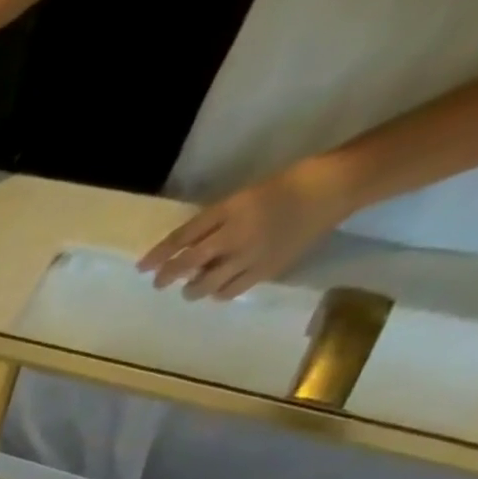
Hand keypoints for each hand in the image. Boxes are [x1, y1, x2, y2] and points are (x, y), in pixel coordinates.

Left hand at [138, 155, 356, 299]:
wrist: (336, 187)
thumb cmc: (288, 185)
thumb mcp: (245, 197)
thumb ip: (215, 222)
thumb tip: (186, 249)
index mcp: (230, 209)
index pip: (183, 236)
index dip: (158, 254)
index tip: (141, 268)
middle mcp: (235, 234)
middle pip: (187, 264)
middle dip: (168, 276)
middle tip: (161, 282)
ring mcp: (250, 255)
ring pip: (204, 285)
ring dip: (192, 289)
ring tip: (192, 287)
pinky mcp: (265, 270)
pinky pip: (229, 292)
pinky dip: (218, 293)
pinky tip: (219, 289)